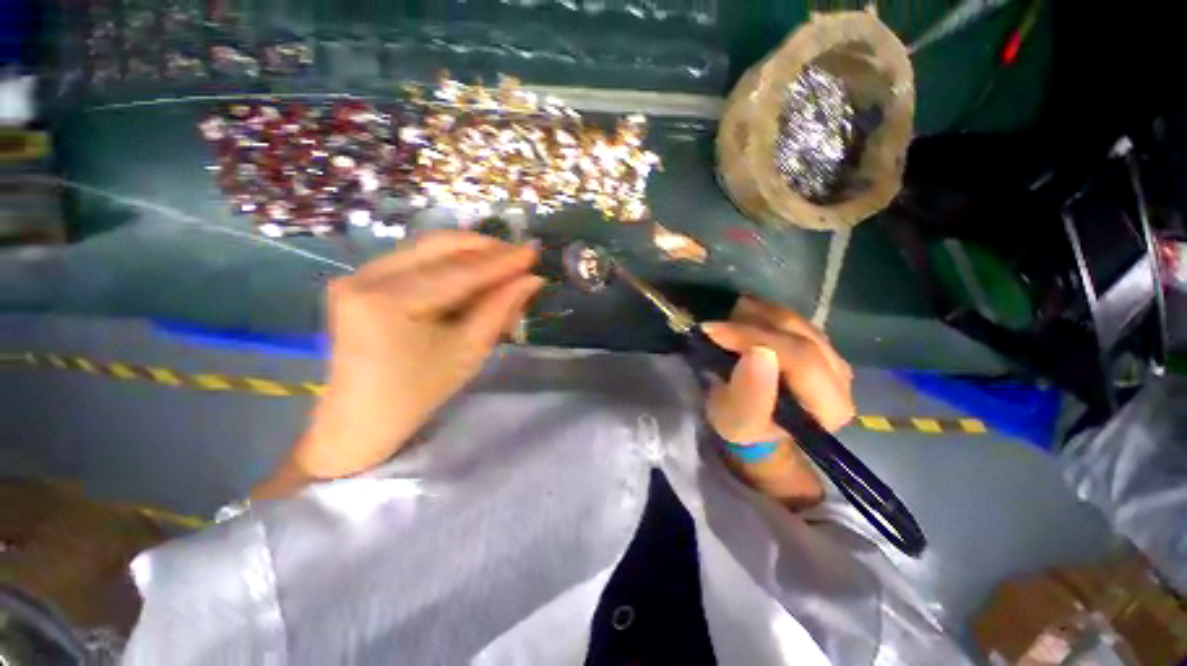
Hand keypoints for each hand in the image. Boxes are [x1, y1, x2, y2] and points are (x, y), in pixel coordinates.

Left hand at [272, 231, 543, 488]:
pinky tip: (473, 272)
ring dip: (468, 254)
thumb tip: (531, 280)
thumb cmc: (419, 392)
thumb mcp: (468, 351)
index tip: (532, 251)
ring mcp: (358, 275)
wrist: (362, 417)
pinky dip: (448, 263)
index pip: (458, 272)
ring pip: (426, 248)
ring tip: (502, 264)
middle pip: (437, 246)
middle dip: (484, 248)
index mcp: (387, 301)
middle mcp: (365, 276)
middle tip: (518, 255)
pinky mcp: (360, 280)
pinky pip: (413, 260)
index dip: (500, 261)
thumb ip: (500, 308)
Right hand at [703, 297, 854, 506]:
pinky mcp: (818, 343)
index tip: (713, 332)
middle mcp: (842, 378)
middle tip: (714, 325)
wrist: (753, 420)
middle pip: (799, 335)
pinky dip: (761, 314)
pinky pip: (790, 318)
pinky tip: (741, 318)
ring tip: (724, 323)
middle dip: (751, 325)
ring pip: (795, 321)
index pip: (800, 359)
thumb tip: (758, 352)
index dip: (755, 338)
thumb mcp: (738, 421)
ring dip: (754, 317)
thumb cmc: (744, 426)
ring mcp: (832, 355)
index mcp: (830, 407)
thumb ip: (750, 394)